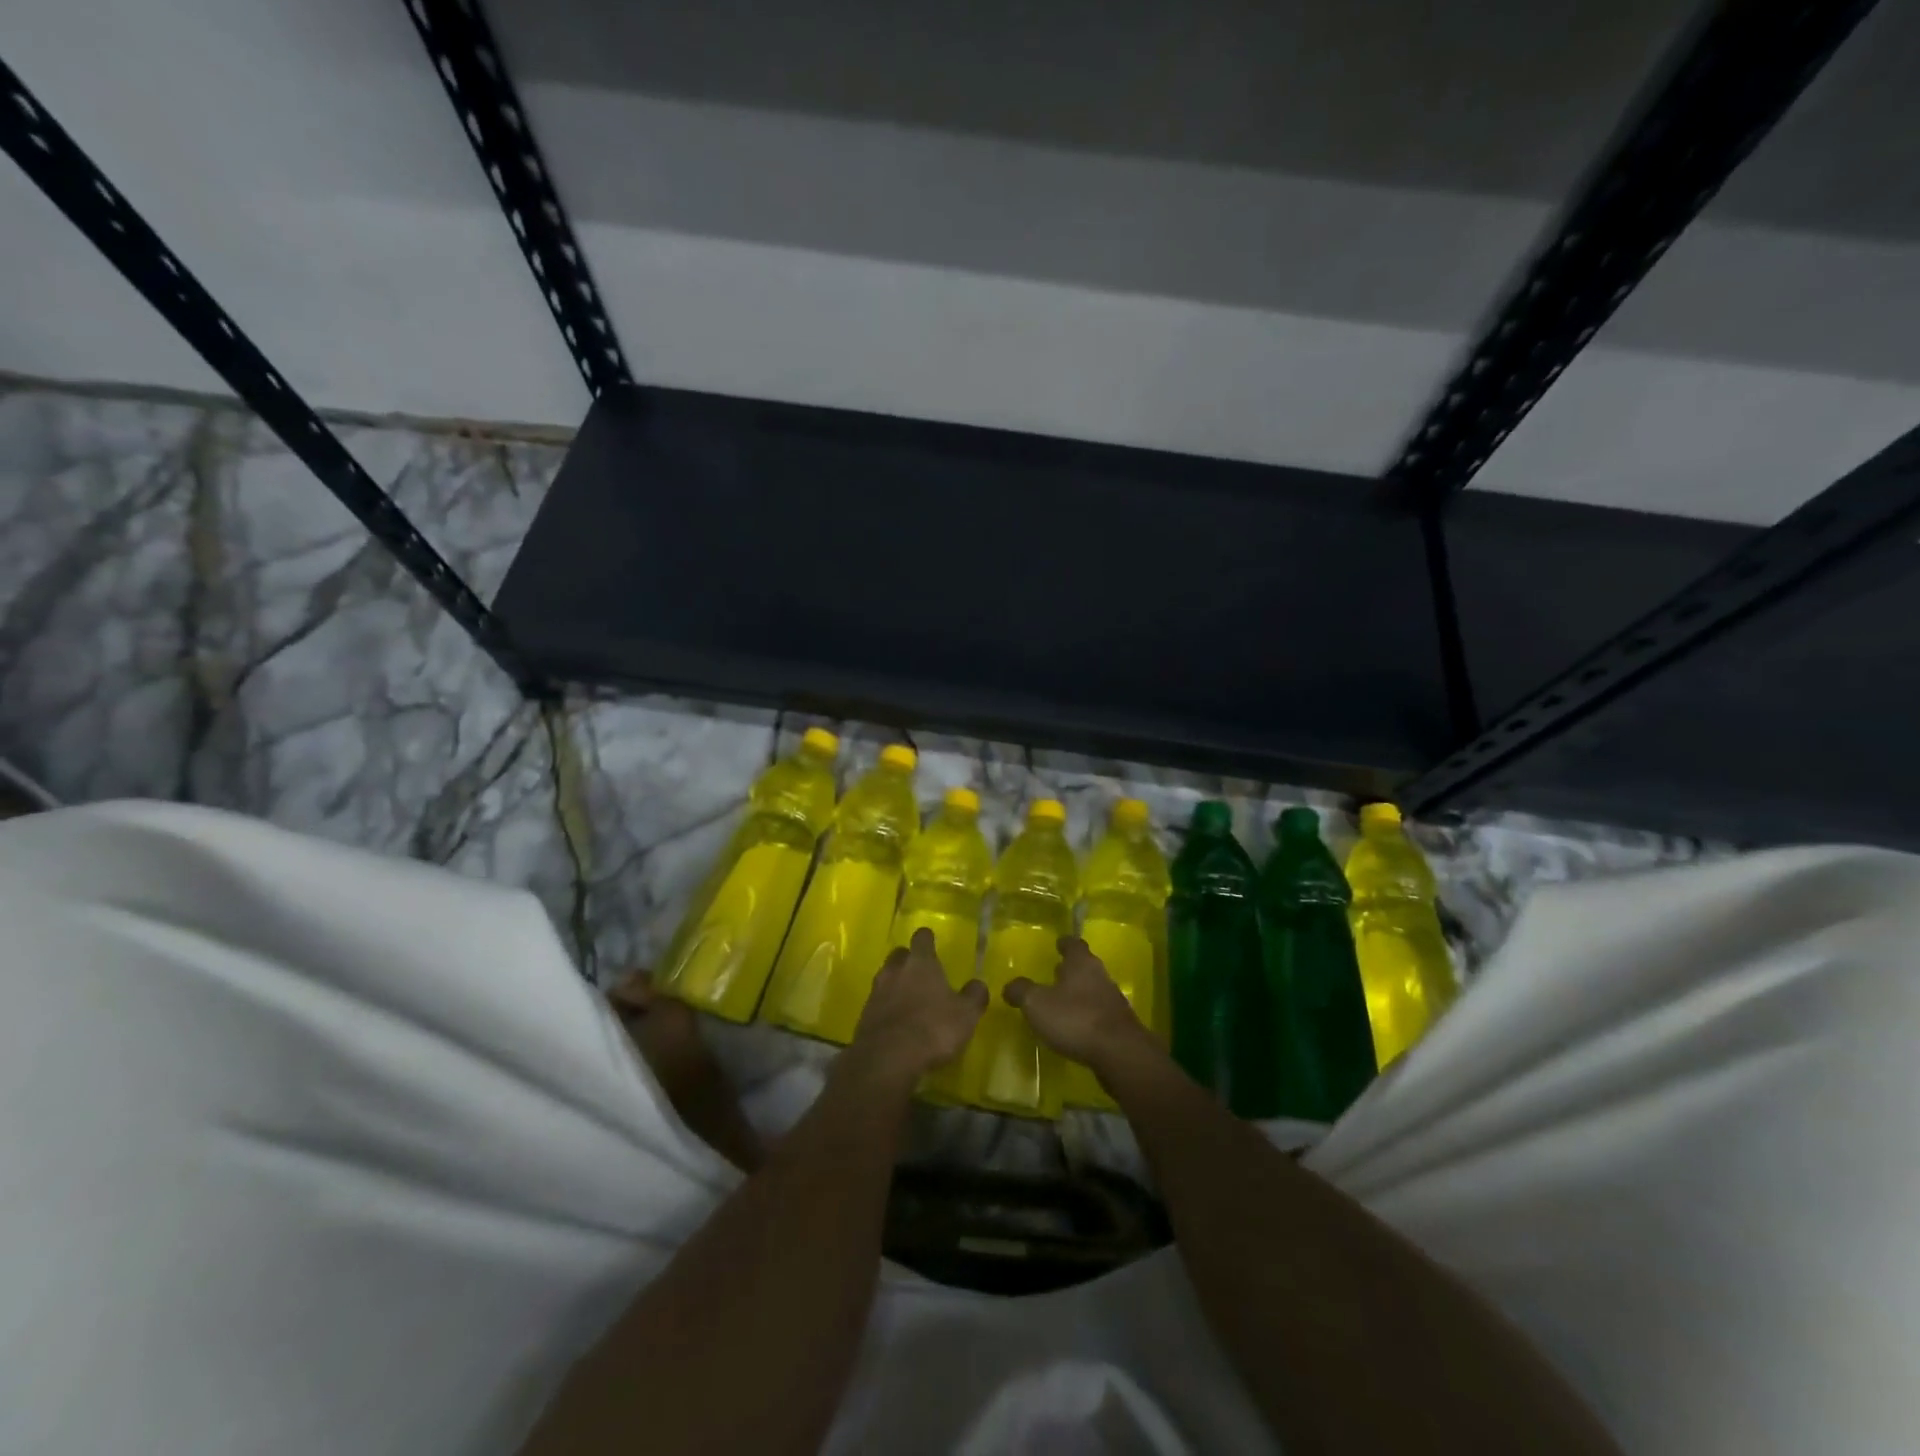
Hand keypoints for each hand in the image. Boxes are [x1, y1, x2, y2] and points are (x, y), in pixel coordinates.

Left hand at [848, 929, 987, 1085]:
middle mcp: (895, 970)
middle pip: (899, 955)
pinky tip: (897, 1023)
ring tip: (909, 999)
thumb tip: (978, 984)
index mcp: (921, 963)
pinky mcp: (864, 1015)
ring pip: (886, 978)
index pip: (922, 937)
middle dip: (908, 960)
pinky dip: (886, 1008)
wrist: (887, 1058)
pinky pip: (877, 1003)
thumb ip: (974, 996)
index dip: (927, 939)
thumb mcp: (966, 1014)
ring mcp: (876, 992)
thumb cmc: (933, 1028)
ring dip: (896, 984)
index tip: (932, 943)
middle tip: (921, 973)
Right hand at [1005, 936, 1160, 1076]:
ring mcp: (1113, 1000)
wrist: (1119, 1053)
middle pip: (1085, 966)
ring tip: (1061, 1003)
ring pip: (1093, 989)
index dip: (1065, 943)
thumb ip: (1021, 991)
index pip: (1074, 944)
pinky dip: (1087, 1015)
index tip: (1058, 944)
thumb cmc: (1075, 1018)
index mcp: (1081, 963)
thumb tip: (1009, 986)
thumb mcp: (1036, 1003)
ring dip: (1079, 994)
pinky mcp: (1119, 1025)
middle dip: (1071, 969)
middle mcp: (1100, 976)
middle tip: (1055, 973)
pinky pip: (1099, 1013)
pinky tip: (1075, 1028)